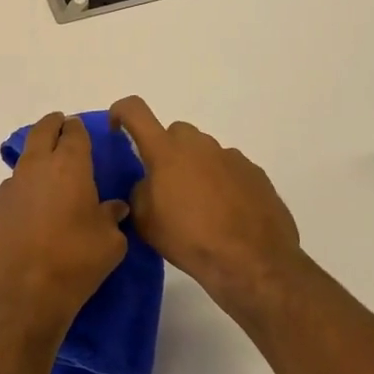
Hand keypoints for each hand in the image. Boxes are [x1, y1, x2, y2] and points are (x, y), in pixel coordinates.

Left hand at [0, 113, 129, 343]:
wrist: (25, 295)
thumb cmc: (76, 262)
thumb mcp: (111, 242)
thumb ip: (112, 217)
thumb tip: (113, 208)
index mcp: (69, 167)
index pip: (73, 133)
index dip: (77, 129)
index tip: (79, 130)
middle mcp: (35, 168)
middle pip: (41, 133)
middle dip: (52, 126)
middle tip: (59, 128)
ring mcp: (8, 188)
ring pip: (23, 164)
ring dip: (36, 166)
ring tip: (47, 185)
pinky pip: (10, 194)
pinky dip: (21, 196)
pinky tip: (28, 218)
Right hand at [108, 97, 318, 327]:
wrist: (252, 262)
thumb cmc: (190, 240)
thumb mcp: (146, 222)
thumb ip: (139, 192)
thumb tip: (148, 183)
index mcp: (166, 151)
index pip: (135, 111)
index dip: (121, 112)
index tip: (117, 129)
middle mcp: (199, 145)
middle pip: (176, 133)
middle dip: (166, 151)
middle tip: (165, 184)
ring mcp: (231, 157)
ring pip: (204, 152)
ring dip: (196, 169)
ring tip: (199, 206)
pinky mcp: (256, 174)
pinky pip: (230, 169)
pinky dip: (222, 183)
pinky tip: (226, 214)